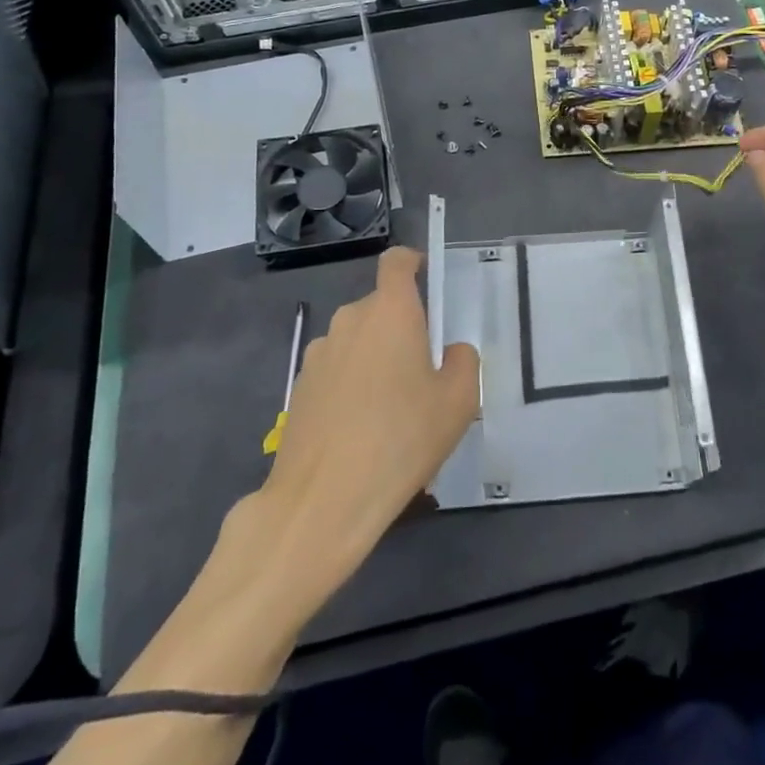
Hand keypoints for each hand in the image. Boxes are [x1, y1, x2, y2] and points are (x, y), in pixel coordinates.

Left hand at [259, 248, 478, 571]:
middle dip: (401, 328)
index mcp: (390, 312)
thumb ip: (465, 362)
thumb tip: (453, 351)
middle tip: (423, 373)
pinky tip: (361, 432)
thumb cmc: (401, 439)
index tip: (426, 280)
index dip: (412, 263)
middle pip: (379, 307)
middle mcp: (350, 321)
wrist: (322, 501)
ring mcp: (319, 354)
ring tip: (391, 412)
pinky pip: (336, 371)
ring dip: (375, 359)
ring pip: (357, 341)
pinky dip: (351, 387)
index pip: (396, 262)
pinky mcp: (300, 388)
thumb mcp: (458, 402)